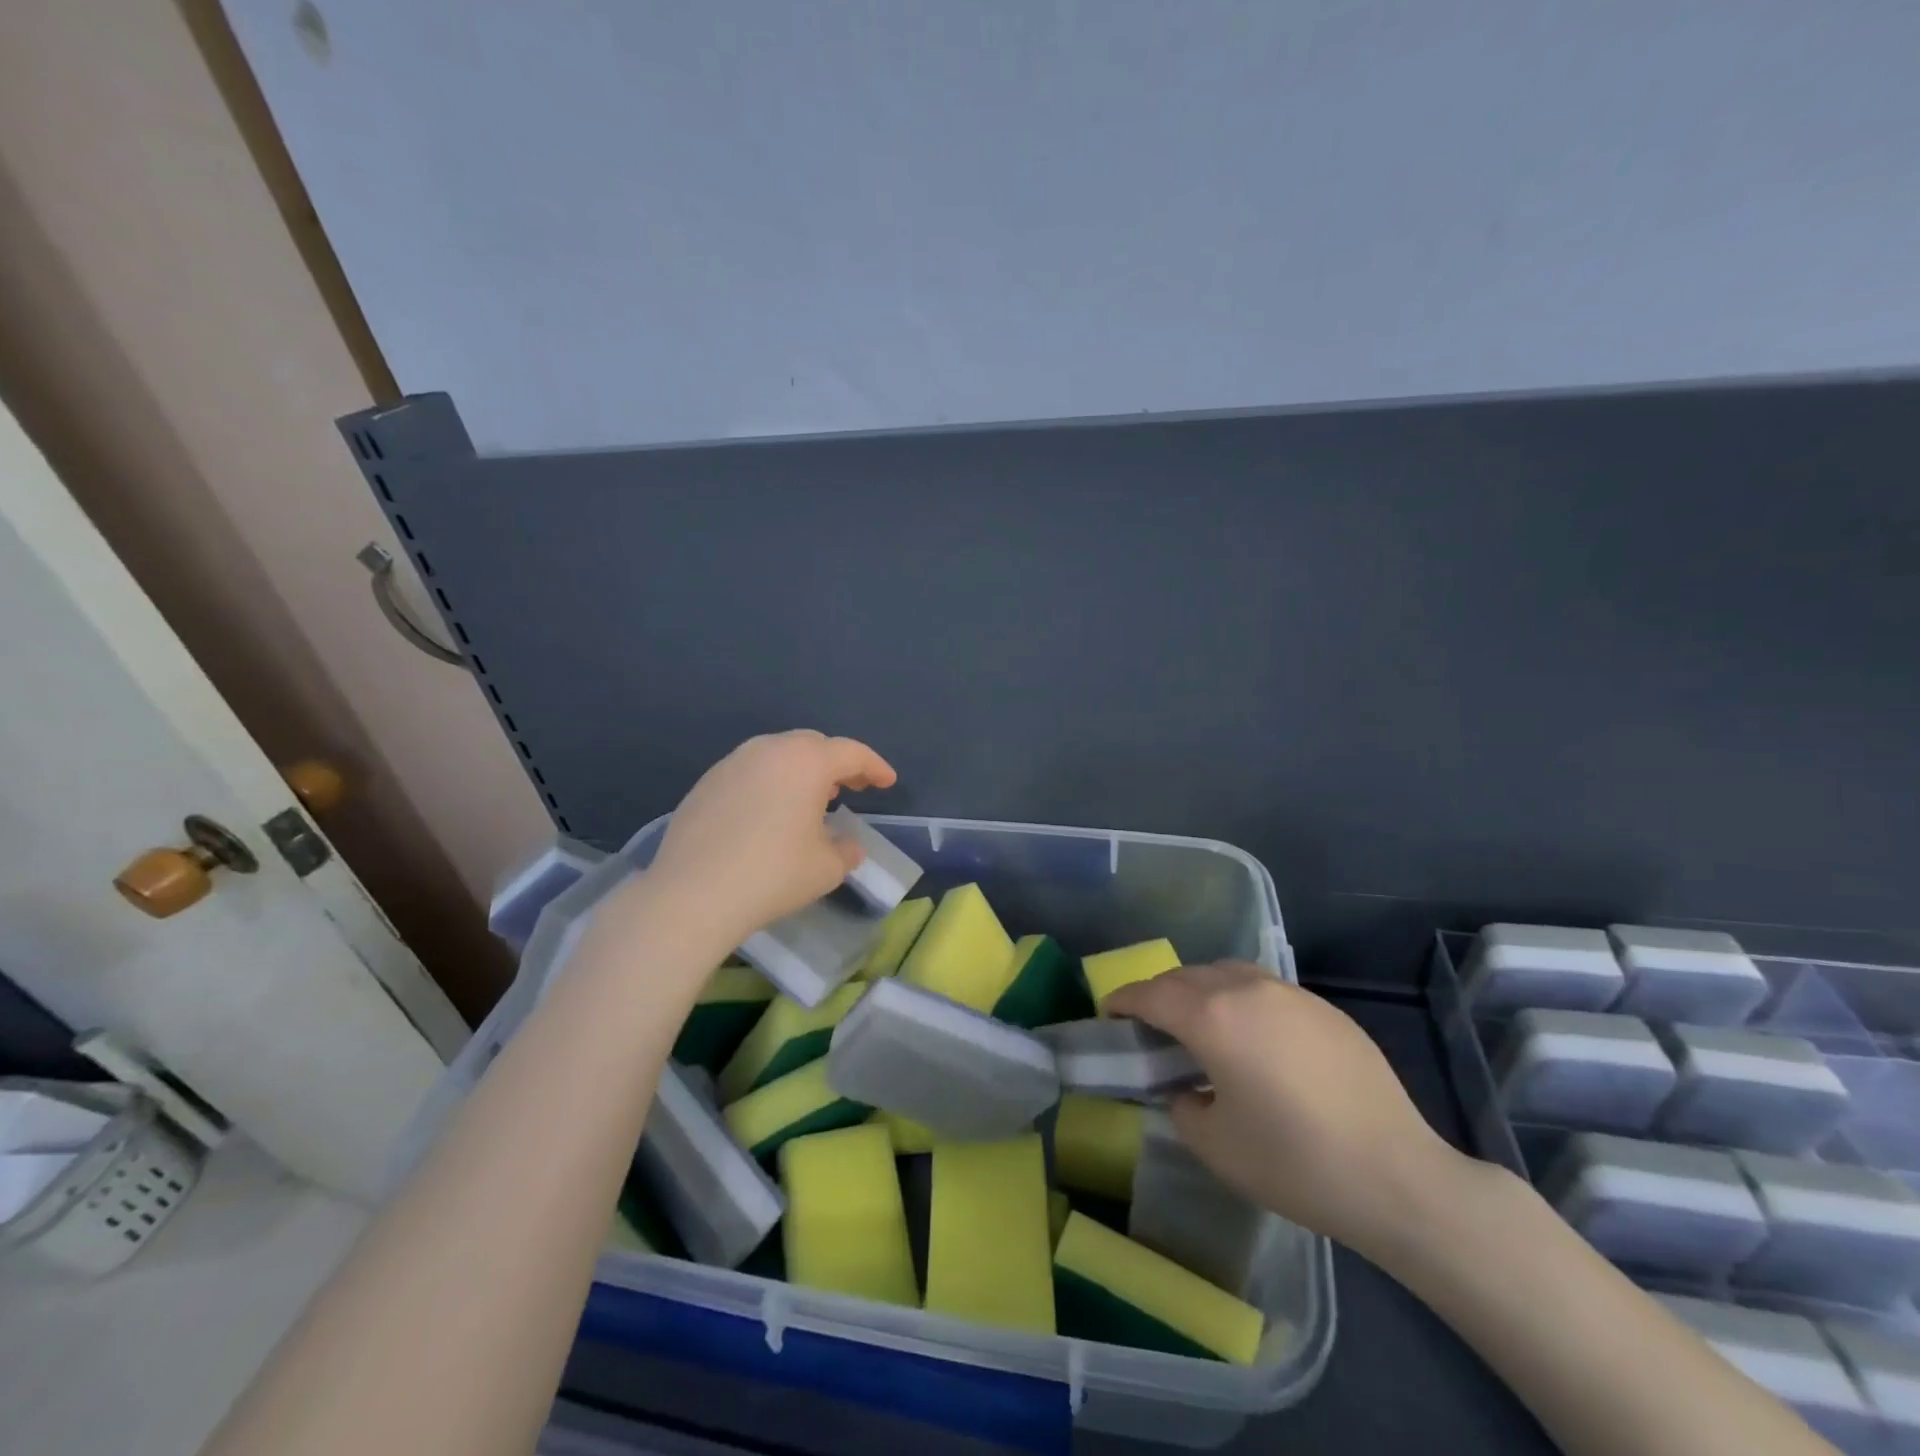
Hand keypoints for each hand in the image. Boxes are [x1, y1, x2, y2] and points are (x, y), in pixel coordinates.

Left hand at [642, 730, 896, 949]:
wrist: (692, 894)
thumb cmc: (772, 874)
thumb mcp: (826, 868)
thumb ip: (845, 850)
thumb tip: (846, 845)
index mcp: (806, 762)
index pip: (851, 753)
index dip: (875, 767)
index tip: (887, 782)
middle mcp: (769, 750)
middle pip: (813, 745)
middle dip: (836, 763)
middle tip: (851, 788)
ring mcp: (732, 763)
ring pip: (778, 755)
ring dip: (800, 771)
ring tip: (811, 799)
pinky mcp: (705, 783)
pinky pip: (750, 772)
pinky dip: (770, 783)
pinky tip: (769, 814)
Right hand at [1105, 962, 1470, 1257]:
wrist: (1396, 1175)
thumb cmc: (1294, 1162)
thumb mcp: (1216, 1146)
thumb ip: (1183, 1107)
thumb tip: (1188, 1090)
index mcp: (1212, 1018)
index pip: (1152, 994)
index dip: (1123, 999)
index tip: (1108, 1011)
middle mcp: (1246, 990)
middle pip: (1186, 976)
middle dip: (1159, 994)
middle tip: (1149, 1023)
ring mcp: (1289, 994)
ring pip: (1226, 973)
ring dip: (1200, 989)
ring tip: (1198, 1023)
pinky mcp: (1323, 1008)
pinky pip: (1264, 988)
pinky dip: (1239, 999)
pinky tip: (1252, 1037)